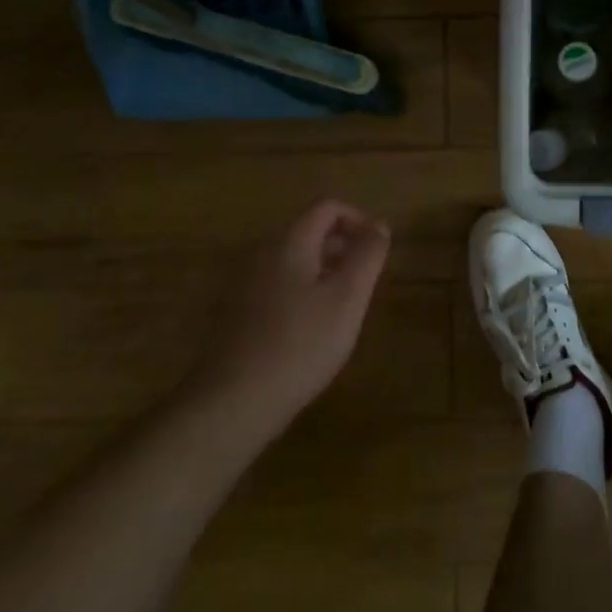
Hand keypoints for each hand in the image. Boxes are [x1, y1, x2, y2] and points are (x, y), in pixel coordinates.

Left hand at [188, 200, 390, 434]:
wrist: (232, 404)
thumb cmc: (300, 344)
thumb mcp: (348, 297)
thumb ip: (367, 256)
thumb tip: (379, 225)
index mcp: (290, 242)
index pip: (327, 207)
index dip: (358, 220)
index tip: (376, 251)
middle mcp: (263, 254)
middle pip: (309, 231)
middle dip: (342, 247)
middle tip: (364, 281)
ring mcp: (245, 285)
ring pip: (294, 261)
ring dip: (324, 272)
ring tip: (343, 307)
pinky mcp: (237, 315)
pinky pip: (278, 286)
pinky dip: (302, 293)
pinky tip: (311, 331)